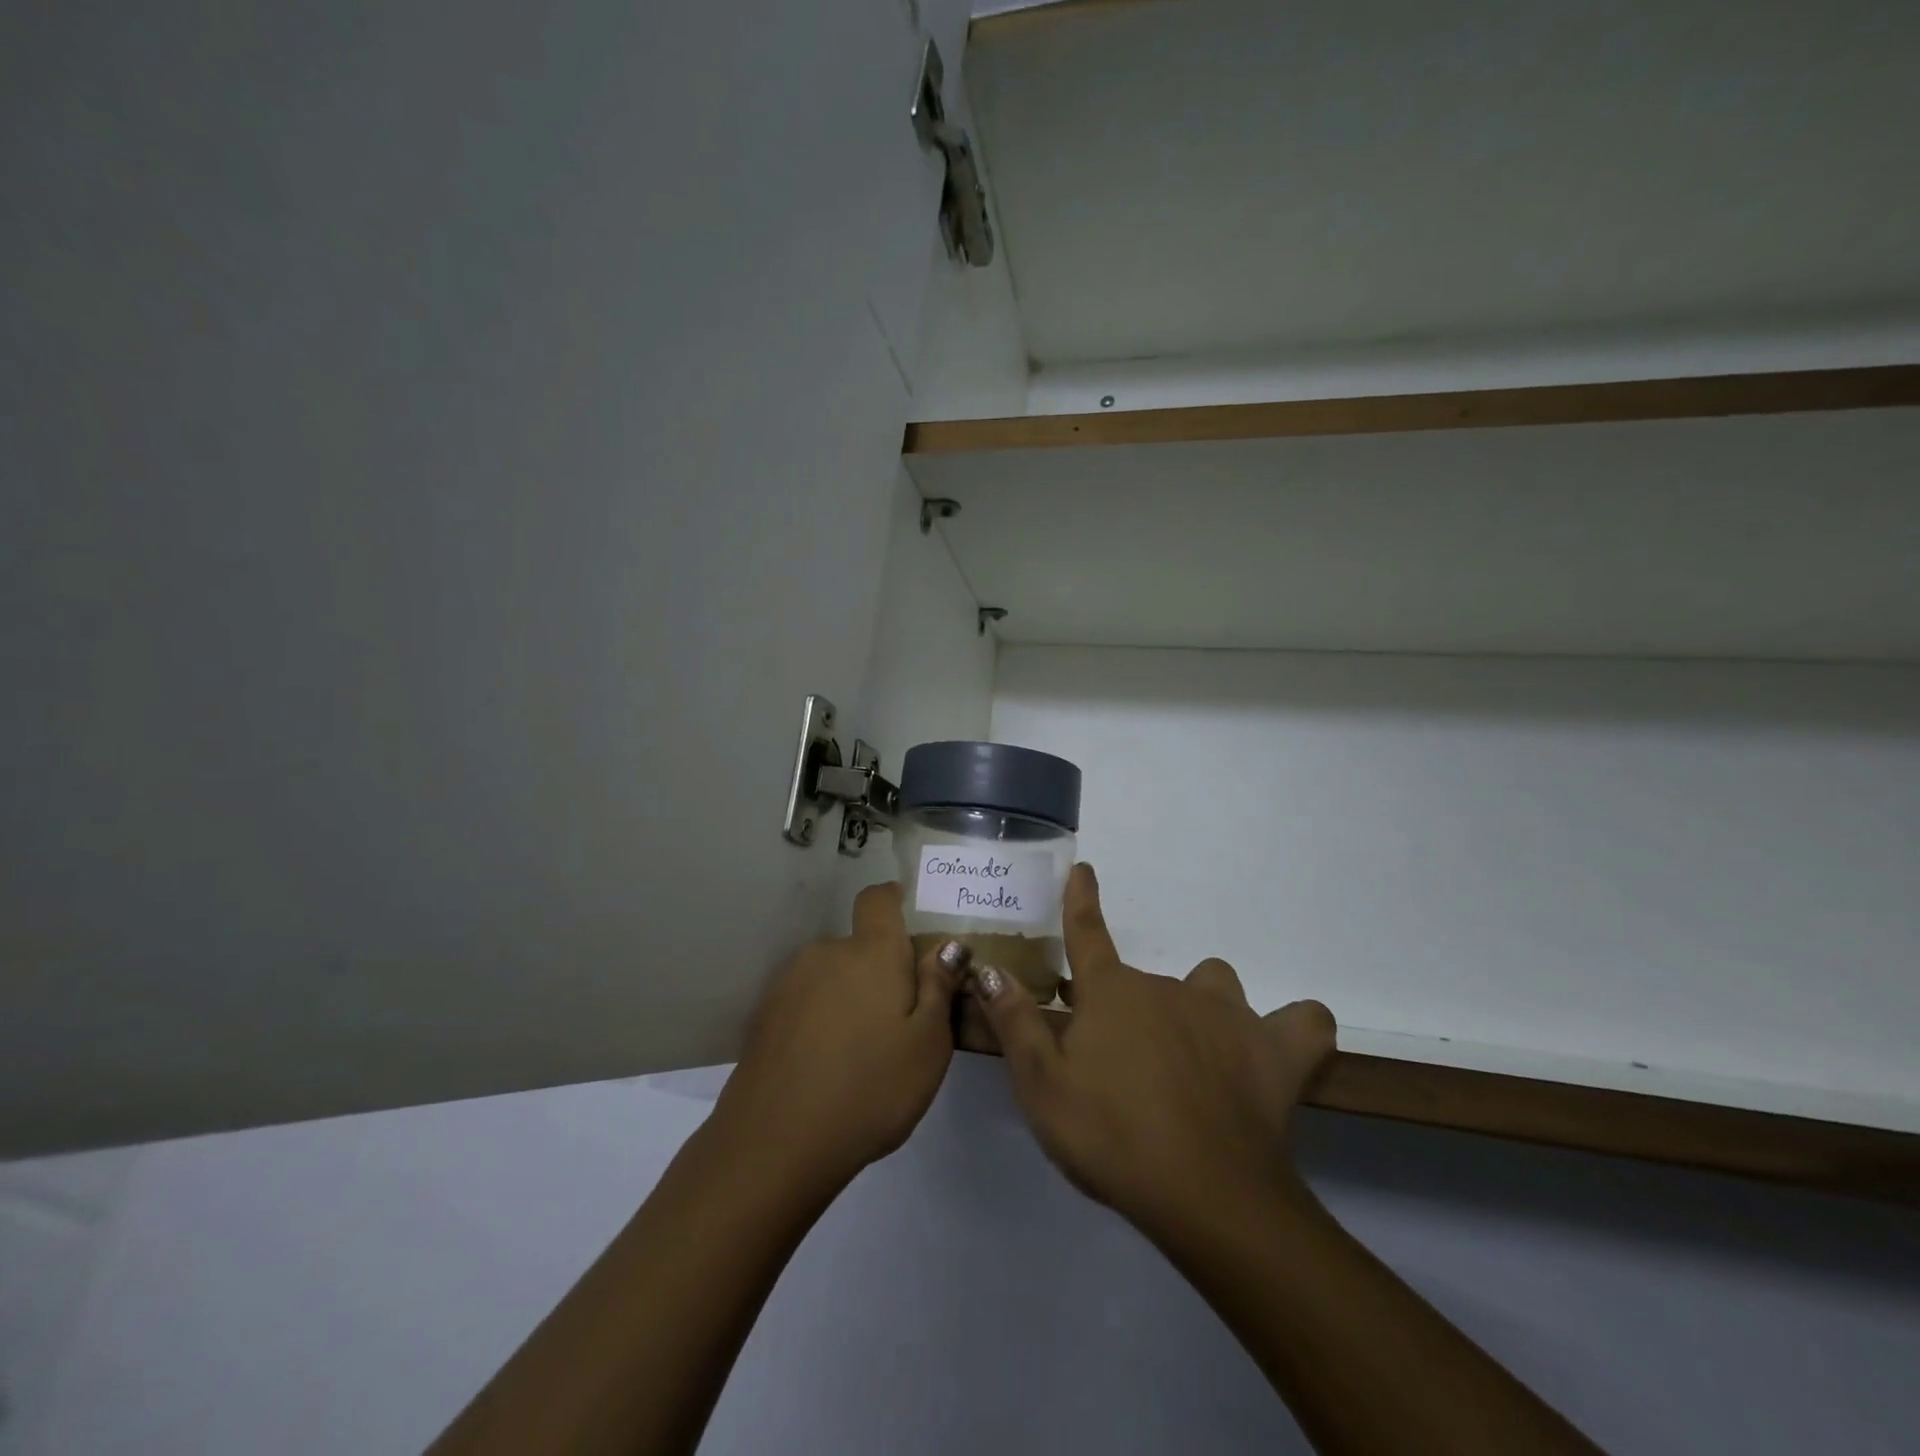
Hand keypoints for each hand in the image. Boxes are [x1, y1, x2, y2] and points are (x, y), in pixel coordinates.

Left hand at [712, 882, 965, 1189]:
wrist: (775, 1142)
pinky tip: (825, 1066)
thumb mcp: (928, 1045)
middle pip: (858, 946)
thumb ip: (940, 988)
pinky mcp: (763, 1015)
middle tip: (897, 1021)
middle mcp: (826, 953)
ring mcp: (789, 983)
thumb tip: (949, 946)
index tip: (909, 921)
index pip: (877, 899)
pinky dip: (819, 1020)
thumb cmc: (870, 1089)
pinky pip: (804, 1002)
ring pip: (830, 975)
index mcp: (871, 952)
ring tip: (860, 1052)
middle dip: (878, 970)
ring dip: (847, 996)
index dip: (893, 900)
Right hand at [968, 864, 1335, 1240]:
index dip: (1081, 900)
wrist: (1205, 1196)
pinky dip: (1292, 1029)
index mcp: (1113, 993)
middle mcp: (1169, 987)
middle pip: (1145, 980)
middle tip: (1123, 1066)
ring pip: (1215, 984)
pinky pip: (1303, 1022)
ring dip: (1202, 1006)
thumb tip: (988, 968)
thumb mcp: (1042, 1087)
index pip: (1087, 932)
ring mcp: (1229, 1013)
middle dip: (1131, 1008)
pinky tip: (1278, 1049)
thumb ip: (1015, 1022)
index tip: (1084, 870)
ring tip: (1196, 1054)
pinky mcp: (1277, 1050)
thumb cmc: (1111, 1137)